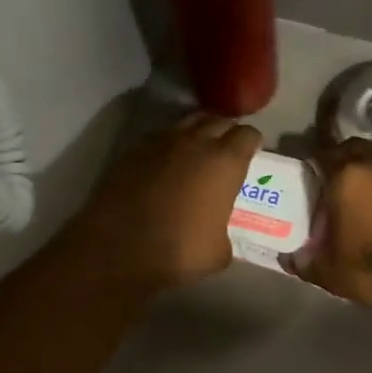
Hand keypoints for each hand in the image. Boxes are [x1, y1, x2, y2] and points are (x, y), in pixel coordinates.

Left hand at [71, 114, 262, 294]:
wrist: (119, 249)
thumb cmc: (179, 251)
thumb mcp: (218, 251)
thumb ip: (224, 231)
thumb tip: (217, 233)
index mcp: (225, 162)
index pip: (248, 134)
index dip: (252, 143)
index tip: (251, 154)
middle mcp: (196, 142)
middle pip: (218, 120)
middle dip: (226, 131)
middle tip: (226, 149)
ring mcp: (161, 142)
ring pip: (187, 122)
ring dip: (197, 131)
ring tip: (197, 149)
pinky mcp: (132, 150)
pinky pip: (158, 137)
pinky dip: (167, 144)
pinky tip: (164, 162)